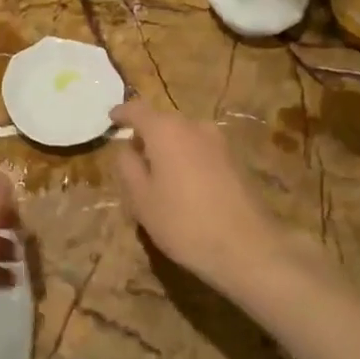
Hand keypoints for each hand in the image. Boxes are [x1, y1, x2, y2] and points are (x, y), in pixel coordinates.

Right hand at [111, 99, 285, 296]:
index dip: (122, 113)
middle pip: (163, 121)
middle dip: (146, 134)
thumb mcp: (141, 199)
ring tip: (159, 174)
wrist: (248, 249)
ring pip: (184, 136)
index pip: (137, 110)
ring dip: (169, 148)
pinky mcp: (236, 160)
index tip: (111, 119)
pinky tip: (185, 185)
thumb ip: (128, 167)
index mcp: (166, 131)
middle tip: (133, 157)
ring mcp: (219, 142)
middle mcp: (194, 126)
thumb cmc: (183, 222)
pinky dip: (188, 158)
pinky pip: (201, 150)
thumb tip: (127, 148)